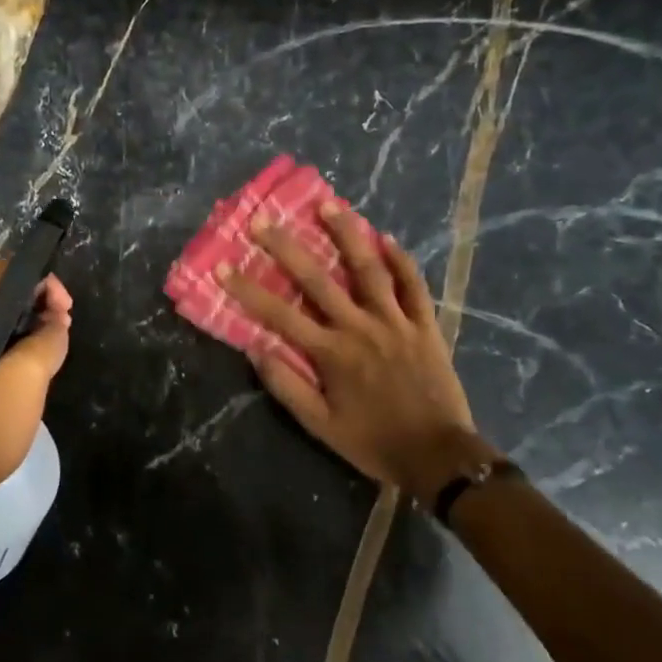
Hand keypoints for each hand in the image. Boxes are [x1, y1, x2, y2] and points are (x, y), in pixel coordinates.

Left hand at [0, 260, 72, 512]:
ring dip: (18, 330)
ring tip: (48, 351)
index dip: (42, 284)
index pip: (3, 272)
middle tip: (62, 331)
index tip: (66, 311)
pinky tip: (21, 369)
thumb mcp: (30, 373)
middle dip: (32, 308)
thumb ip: (50, 335)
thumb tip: (55, 321)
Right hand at [219, 202, 480, 492]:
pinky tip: (387, 237)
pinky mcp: (425, 326)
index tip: (222, 266)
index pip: (279, 314)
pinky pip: (414, 286)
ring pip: (369, 269)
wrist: (439, 456)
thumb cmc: (373, 442)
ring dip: (347, 234)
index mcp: (331, 353)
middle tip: (262, 220)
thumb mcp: (321, 425)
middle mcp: (360, 327)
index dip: (247, 289)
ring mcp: (396, 322)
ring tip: (329, 204)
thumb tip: (255, 349)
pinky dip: (401, 260)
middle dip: (286, 247)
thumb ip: (287, 387)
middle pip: (318, 279)